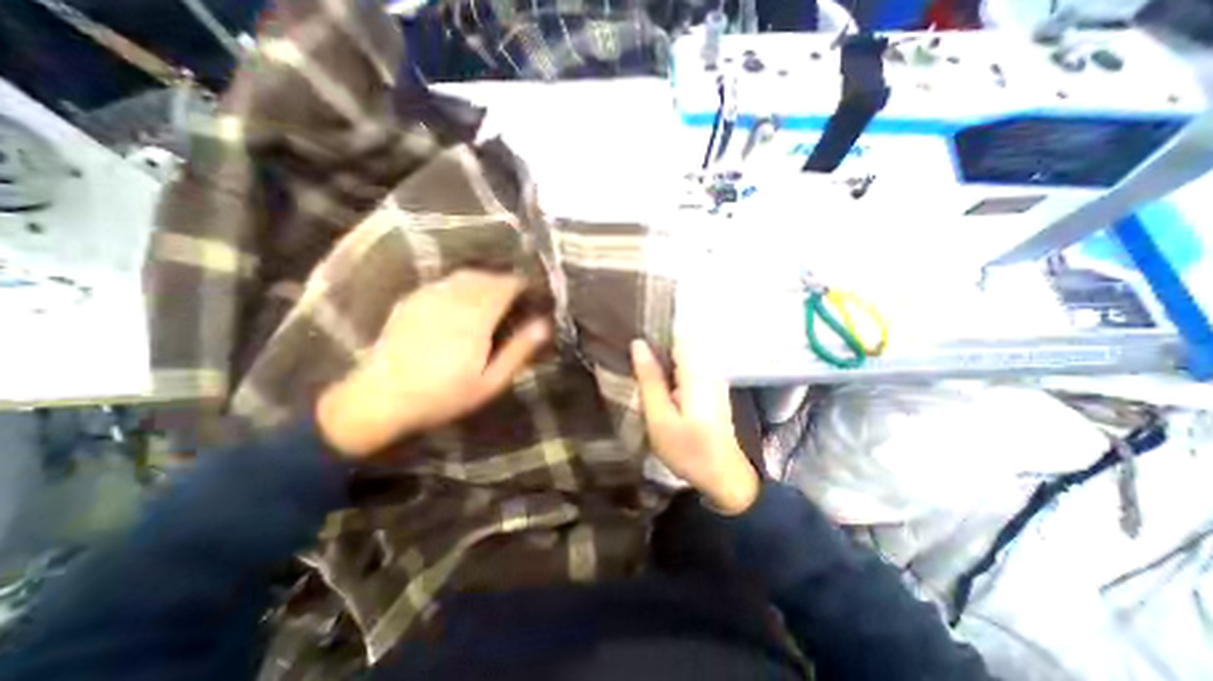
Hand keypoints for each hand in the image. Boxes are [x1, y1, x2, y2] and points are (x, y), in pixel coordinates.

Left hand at [320, 271, 551, 456]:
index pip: (505, 286)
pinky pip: (444, 282)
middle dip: (505, 281)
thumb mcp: (490, 381)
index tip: (533, 292)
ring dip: (484, 280)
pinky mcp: (411, 301)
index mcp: (476, 317)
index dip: (522, 285)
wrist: (380, 399)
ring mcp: (429, 297)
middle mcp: (453, 299)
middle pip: (486, 277)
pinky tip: (462, 300)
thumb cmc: (443, 395)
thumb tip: (544, 325)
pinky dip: (461, 284)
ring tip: (493, 295)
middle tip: (516, 296)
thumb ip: (518, 350)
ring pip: (464, 275)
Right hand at [636, 338, 753, 511]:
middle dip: (655, 347)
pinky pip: (688, 367)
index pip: (675, 334)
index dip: (653, 332)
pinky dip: (672, 371)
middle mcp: (708, 367)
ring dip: (662, 360)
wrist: (723, 477)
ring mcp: (713, 377)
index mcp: (696, 371)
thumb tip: (638, 344)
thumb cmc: (688, 450)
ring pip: (682, 355)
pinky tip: (659, 385)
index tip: (632, 339)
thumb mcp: (660, 418)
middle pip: (678, 343)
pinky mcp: (712, 387)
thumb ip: (650, 380)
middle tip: (632, 360)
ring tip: (641, 371)